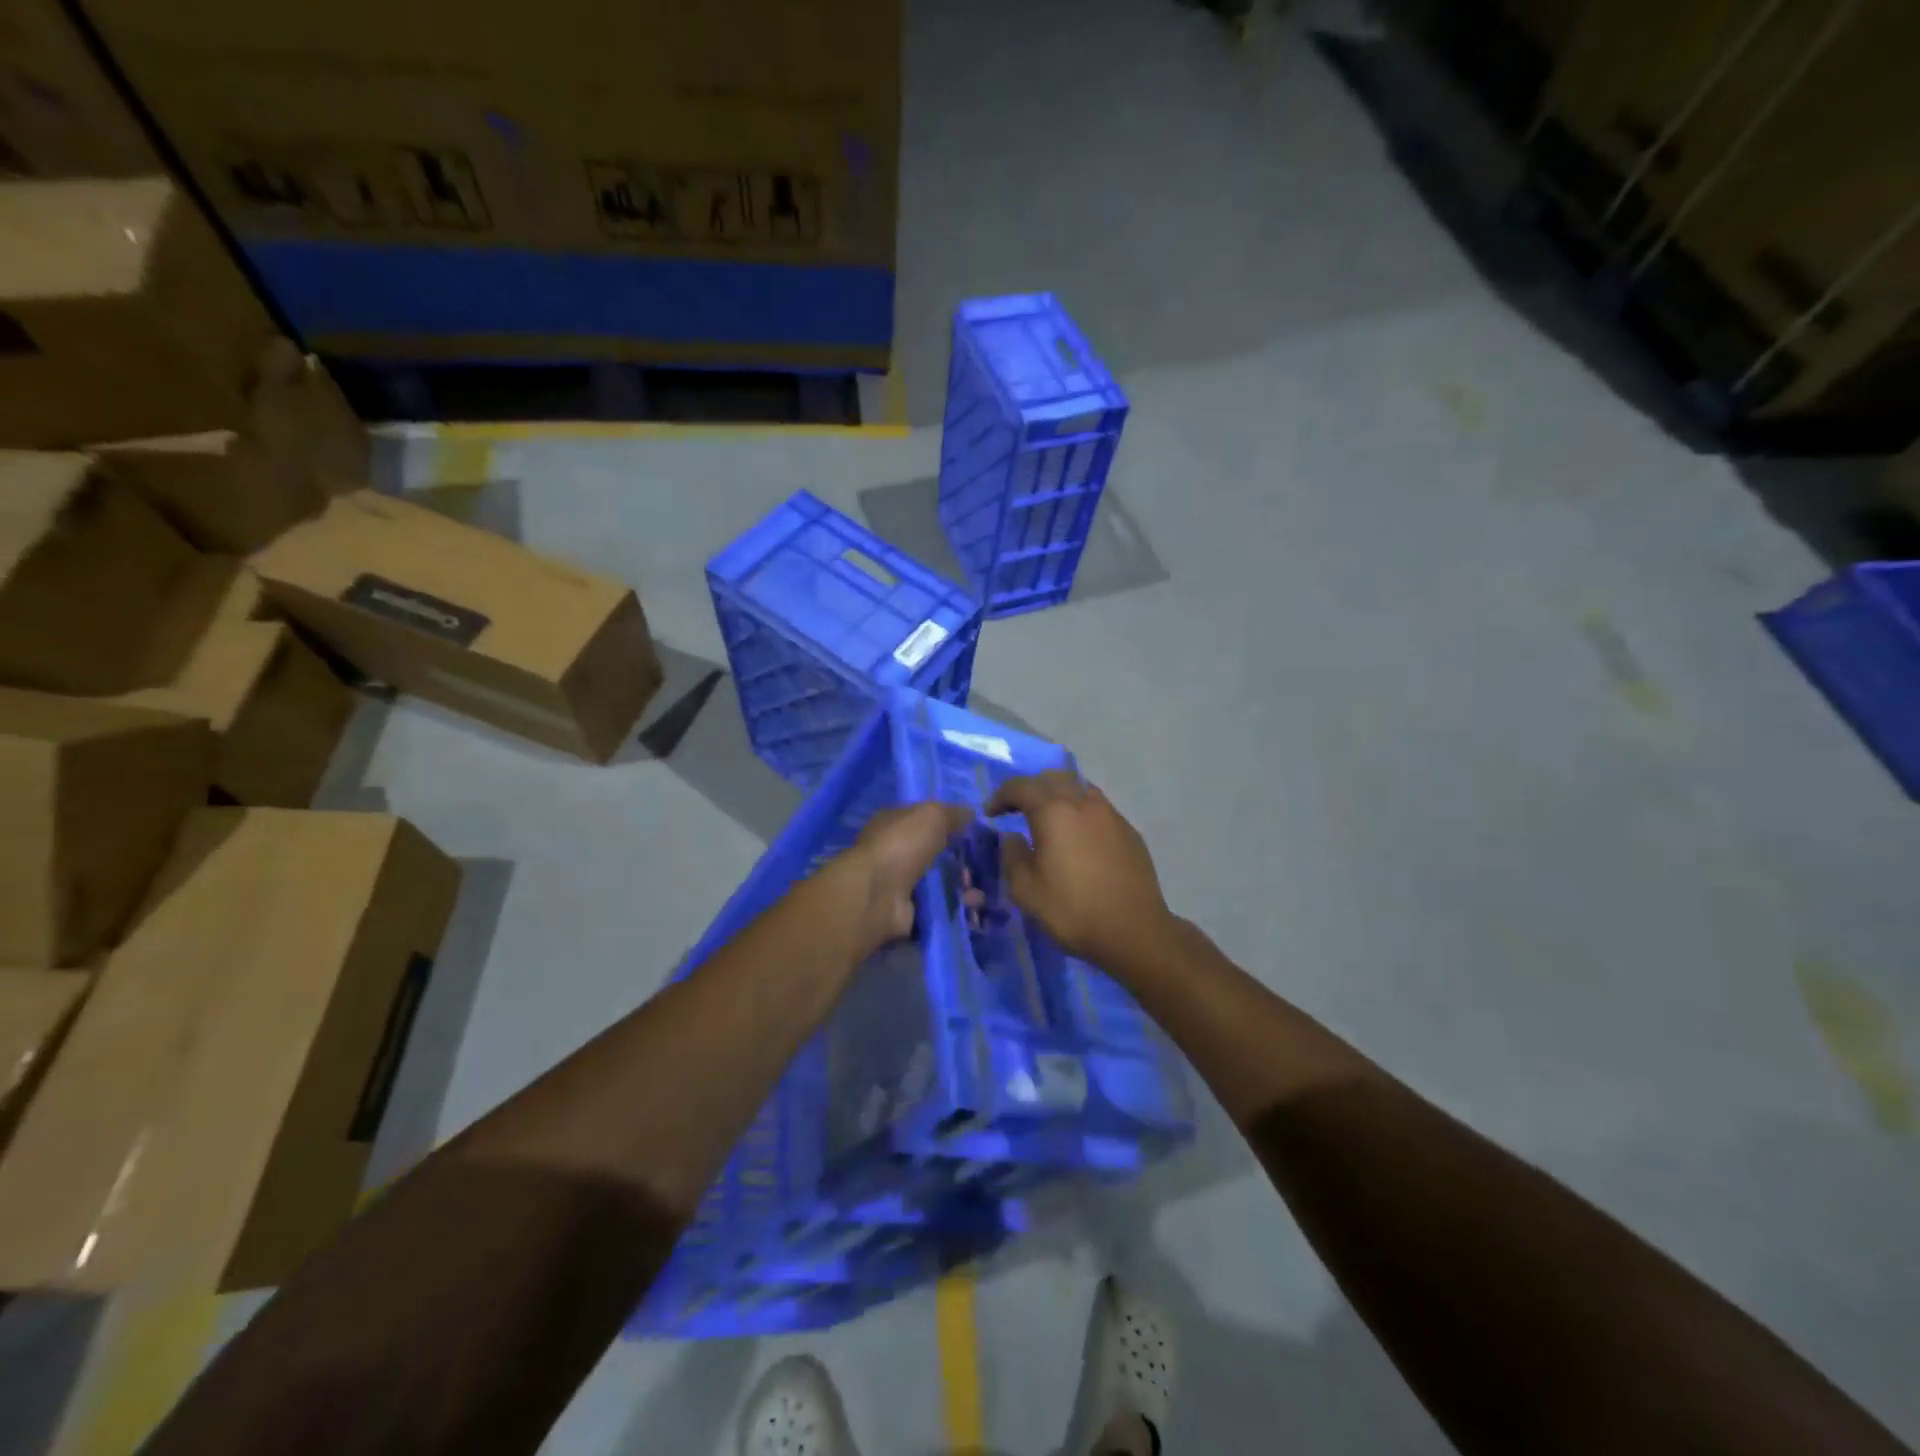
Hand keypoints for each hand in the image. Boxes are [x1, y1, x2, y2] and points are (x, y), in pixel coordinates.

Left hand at [832, 803, 973, 956]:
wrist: (878, 895)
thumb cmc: (901, 845)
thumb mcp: (931, 816)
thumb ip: (952, 813)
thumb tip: (971, 814)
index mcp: (893, 823)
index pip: (922, 820)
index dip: (947, 823)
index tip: (975, 831)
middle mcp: (894, 852)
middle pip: (933, 854)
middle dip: (959, 860)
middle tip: (984, 864)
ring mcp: (899, 884)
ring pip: (939, 883)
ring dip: (962, 887)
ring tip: (980, 892)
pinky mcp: (908, 911)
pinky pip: (938, 907)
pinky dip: (956, 908)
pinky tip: (974, 906)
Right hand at [987, 772, 1174, 968]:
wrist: (1133, 930)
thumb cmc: (1073, 910)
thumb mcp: (1026, 890)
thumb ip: (1012, 856)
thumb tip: (1012, 837)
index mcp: (1054, 812)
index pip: (1021, 786)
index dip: (1001, 795)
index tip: (991, 814)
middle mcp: (1083, 803)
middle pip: (1053, 778)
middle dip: (1031, 788)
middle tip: (1018, 809)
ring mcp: (1111, 815)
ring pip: (1080, 788)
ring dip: (1060, 795)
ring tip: (1051, 819)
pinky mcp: (1129, 831)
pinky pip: (1099, 808)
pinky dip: (1082, 812)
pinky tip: (1080, 838)